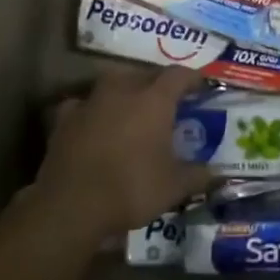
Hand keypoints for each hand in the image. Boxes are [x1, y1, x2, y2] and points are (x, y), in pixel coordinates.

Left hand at [25, 67, 213, 238]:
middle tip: (169, 101)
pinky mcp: (64, 119)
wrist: (72, 205)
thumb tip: (215, 173)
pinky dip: (92, 110)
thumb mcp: (175, 187)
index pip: (179, 75)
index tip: (201, 87)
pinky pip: (82, 105)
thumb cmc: (132, 189)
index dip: (193, 79)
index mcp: (154, 100)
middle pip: (145, 74)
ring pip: (112, 83)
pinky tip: (94, 123)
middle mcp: (122, 90)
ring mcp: (90, 102)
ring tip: (132, 108)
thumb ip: (198, 175)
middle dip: (159, 84)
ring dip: (125, 91)